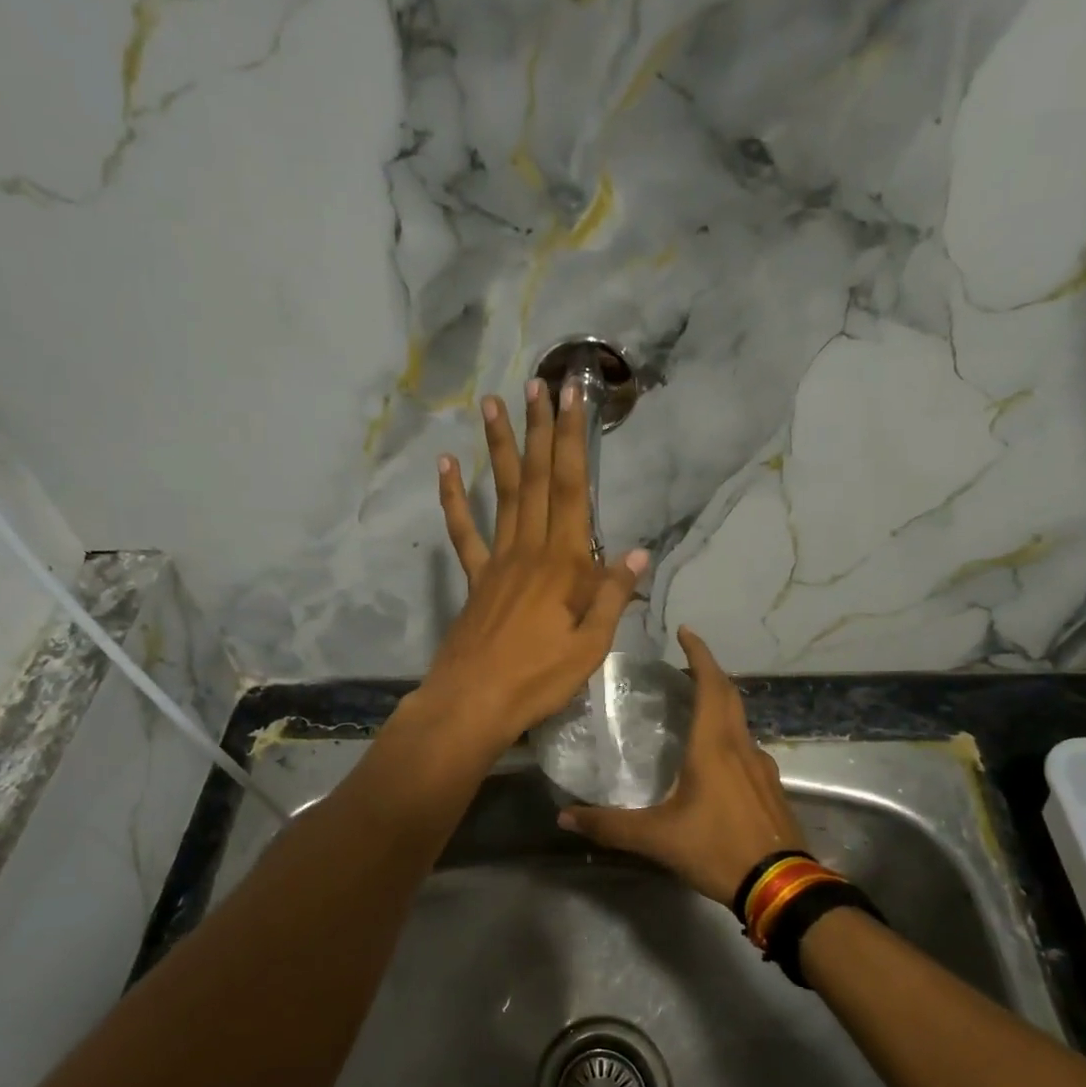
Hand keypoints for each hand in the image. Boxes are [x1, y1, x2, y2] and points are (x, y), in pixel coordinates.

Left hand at [412, 377, 648, 756]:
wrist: (475, 702)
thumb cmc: (539, 678)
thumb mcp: (591, 646)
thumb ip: (612, 595)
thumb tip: (640, 553)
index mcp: (563, 564)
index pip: (571, 489)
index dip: (572, 441)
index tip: (572, 398)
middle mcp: (529, 550)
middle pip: (535, 480)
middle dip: (539, 430)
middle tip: (538, 384)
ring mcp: (497, 561)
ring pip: (500, 494)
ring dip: (498, 448)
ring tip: (492, 404)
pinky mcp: (475, 579)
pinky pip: (463, 532)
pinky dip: (453, 498)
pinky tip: (445, 466)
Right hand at [558, 627, 804, 903]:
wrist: (781, 886)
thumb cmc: (717, 849)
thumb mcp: (657, 838)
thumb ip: (609, 826)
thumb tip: (564, 816)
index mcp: (714, 747)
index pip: (711, 685)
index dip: (699, 654)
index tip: (686, 631)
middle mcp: (741, 747)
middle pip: (729, 695)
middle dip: (708, 672)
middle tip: (683, 665)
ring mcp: (762, 767)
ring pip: (740, 722)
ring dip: (720, 704)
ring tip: (694, 707)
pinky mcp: (771, 788)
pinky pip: (747, 747)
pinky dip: (729, 735)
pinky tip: (715, 758)